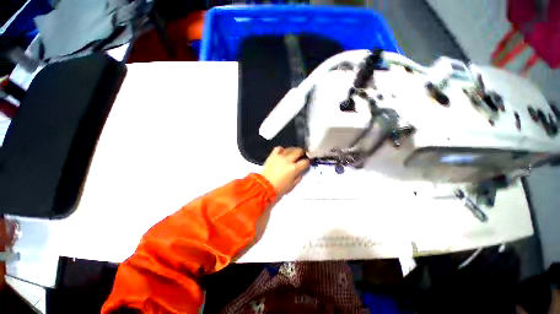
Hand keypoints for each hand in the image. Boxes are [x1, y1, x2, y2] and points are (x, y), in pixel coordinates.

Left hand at [261, 147, 309, 196]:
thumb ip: (299, 177)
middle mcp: (288, 160)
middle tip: (302, 155)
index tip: (307, 163)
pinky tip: (283, 153)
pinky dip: (282, 149)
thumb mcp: (292, 185)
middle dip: (302, 153)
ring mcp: (280, 157)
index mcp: (294, 168)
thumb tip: (301, 171)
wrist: (264, 187)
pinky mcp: (272, 156)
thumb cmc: (279, 189)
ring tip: (293, 154)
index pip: (305, 161)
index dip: (307, 162)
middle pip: (299, 151)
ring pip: (290, 148)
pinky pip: (278, 148)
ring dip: (293, 150)